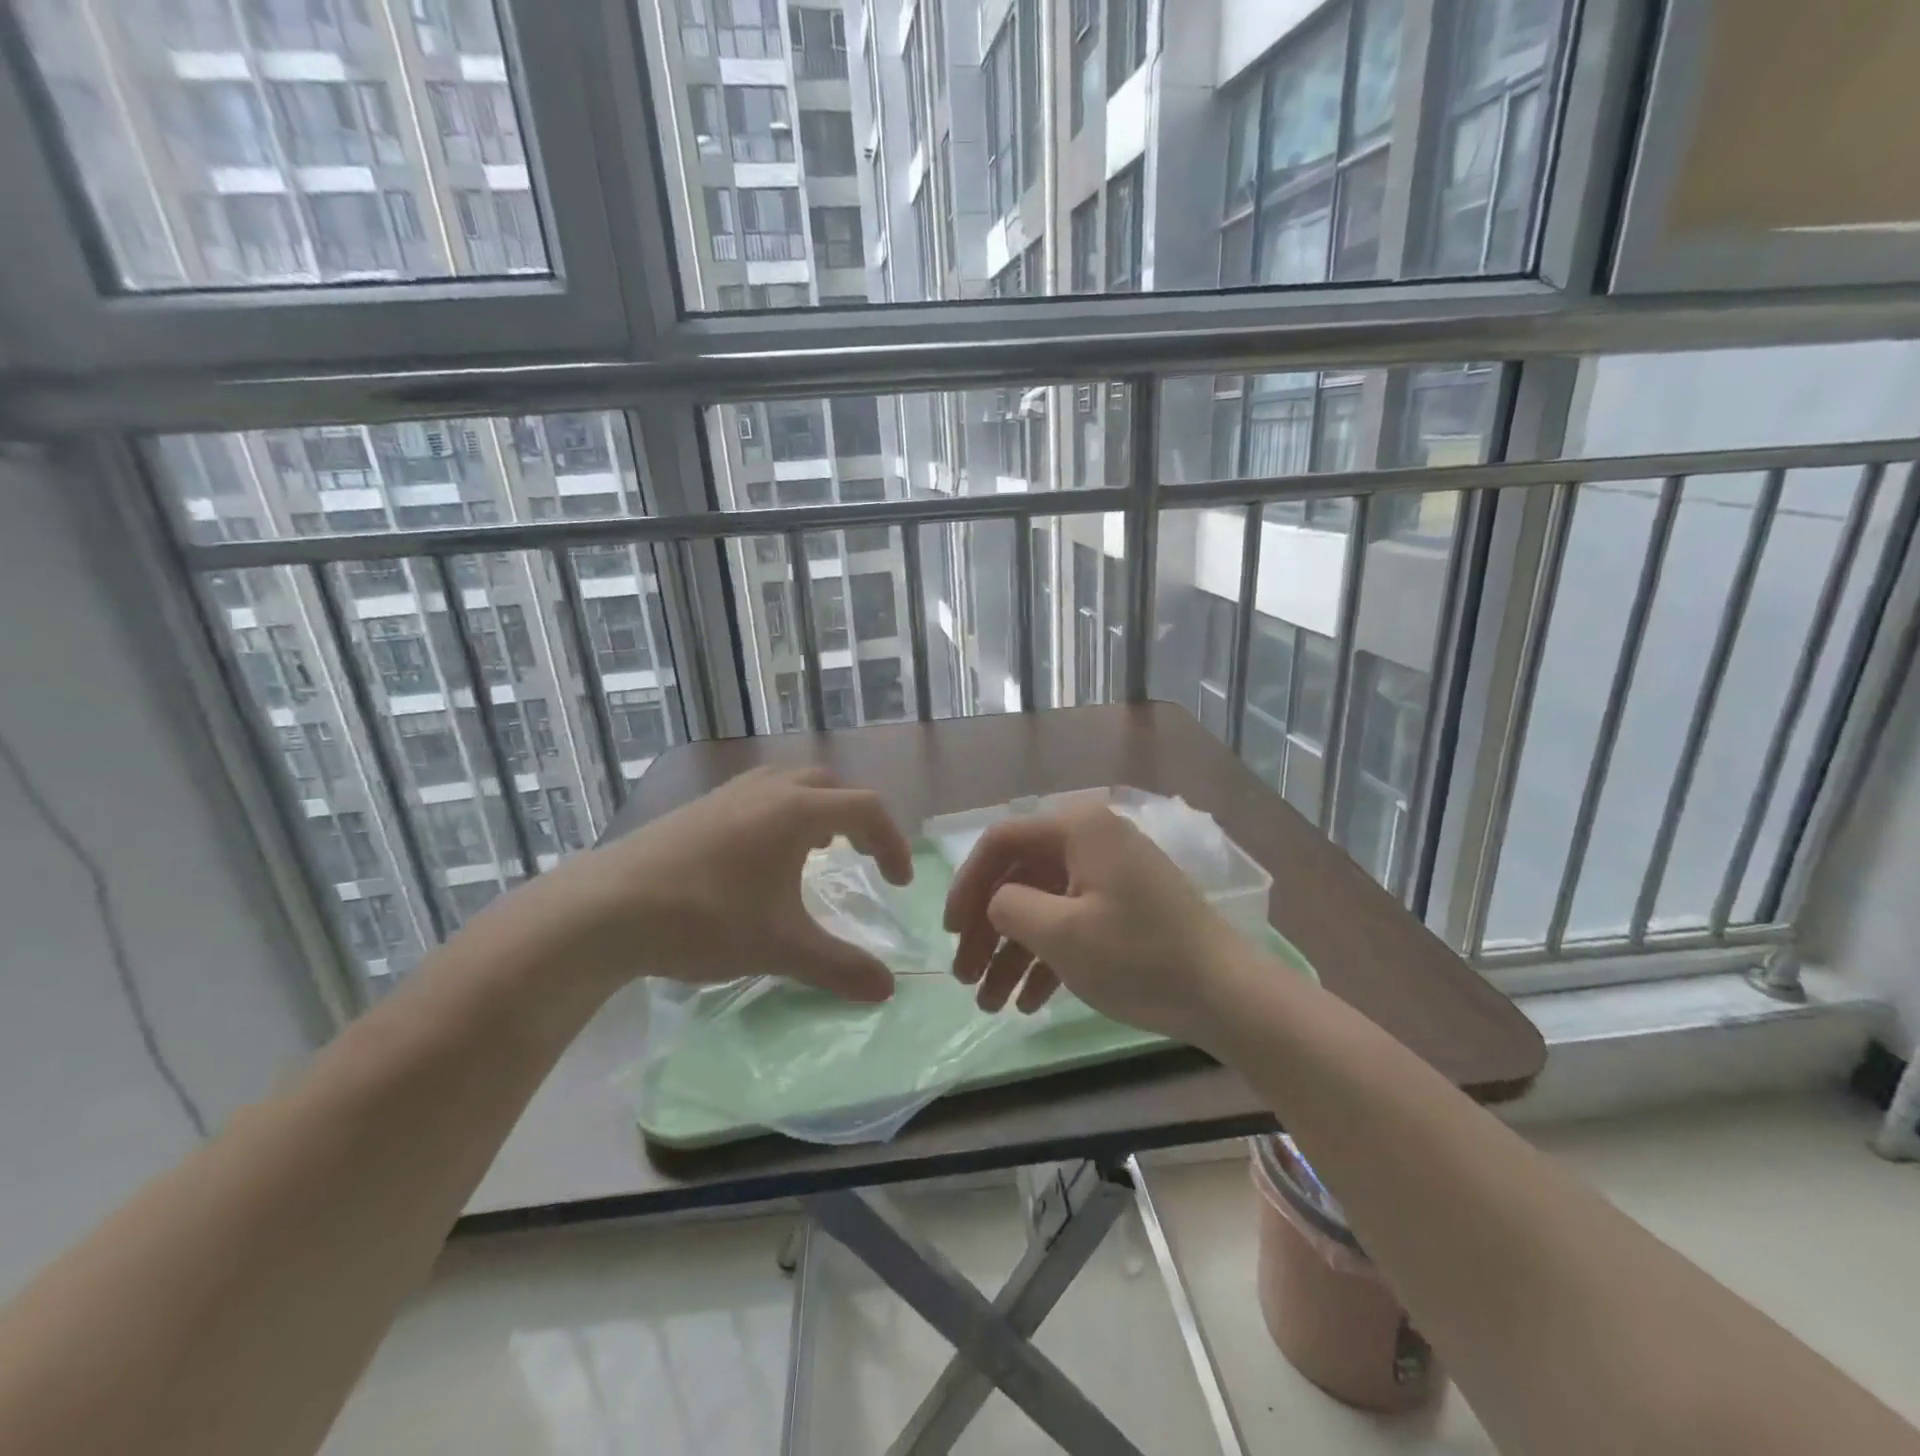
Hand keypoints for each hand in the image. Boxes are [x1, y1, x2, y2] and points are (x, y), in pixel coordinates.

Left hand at [499, 766, 914, 1002]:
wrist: (604, 909)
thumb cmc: (704, 919)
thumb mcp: (780, 948)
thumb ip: (839, 967)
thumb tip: (887, 991)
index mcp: (797, 811)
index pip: (866, 810)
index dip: (892, 843)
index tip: (898, 884)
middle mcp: (768, 790)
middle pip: (830, 787)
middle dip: (856, 820)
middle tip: (862, 858)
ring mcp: (728, 794)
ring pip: (790, 784)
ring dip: (816, 811)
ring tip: (817, 851)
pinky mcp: (698, 808)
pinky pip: (757, 796)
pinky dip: (780, 814)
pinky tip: (760, 858)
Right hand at [942, 803, 1243, 1043]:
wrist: (1227, 996)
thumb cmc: (1138, 956)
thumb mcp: (1061, 933)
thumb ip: (1009, 907)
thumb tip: (996, 904)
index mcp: (1078, 829)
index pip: (1001, 842)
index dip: (966, 885)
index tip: (949, 932)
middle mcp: (1092, 842)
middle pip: (1019, 878)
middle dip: (987, 930)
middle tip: (964, 977)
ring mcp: (1110, 877)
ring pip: (1043, 907)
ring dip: (1012, 954)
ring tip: (989, 1004)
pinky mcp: (1124, 910)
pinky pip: (1071, 925)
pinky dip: (1047, 960)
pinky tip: (1027, 1003)